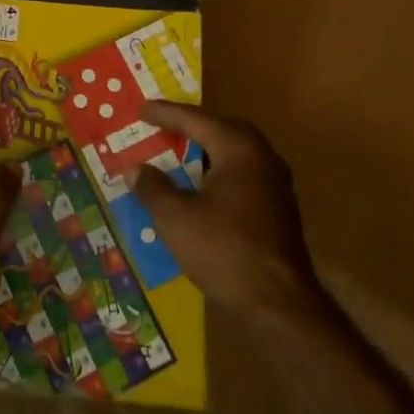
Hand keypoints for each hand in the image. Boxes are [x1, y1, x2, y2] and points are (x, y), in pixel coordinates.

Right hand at [125, 102, 327, 326]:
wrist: (280, 305)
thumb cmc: (225, 251)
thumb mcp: (176, 218)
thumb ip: (152, 188)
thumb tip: (133, 168)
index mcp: (238, 149)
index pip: (196, 119)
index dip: (165, 113)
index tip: (141, 108)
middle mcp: (262, 157)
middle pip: (221, 129)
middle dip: (190, 126)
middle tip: (161, 125)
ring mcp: (275, 183)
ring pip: (234, 153)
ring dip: (205, 150)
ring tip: (178, 153)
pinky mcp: (279, 208)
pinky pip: (242, 174)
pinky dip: (218, 171)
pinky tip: (202, 188)